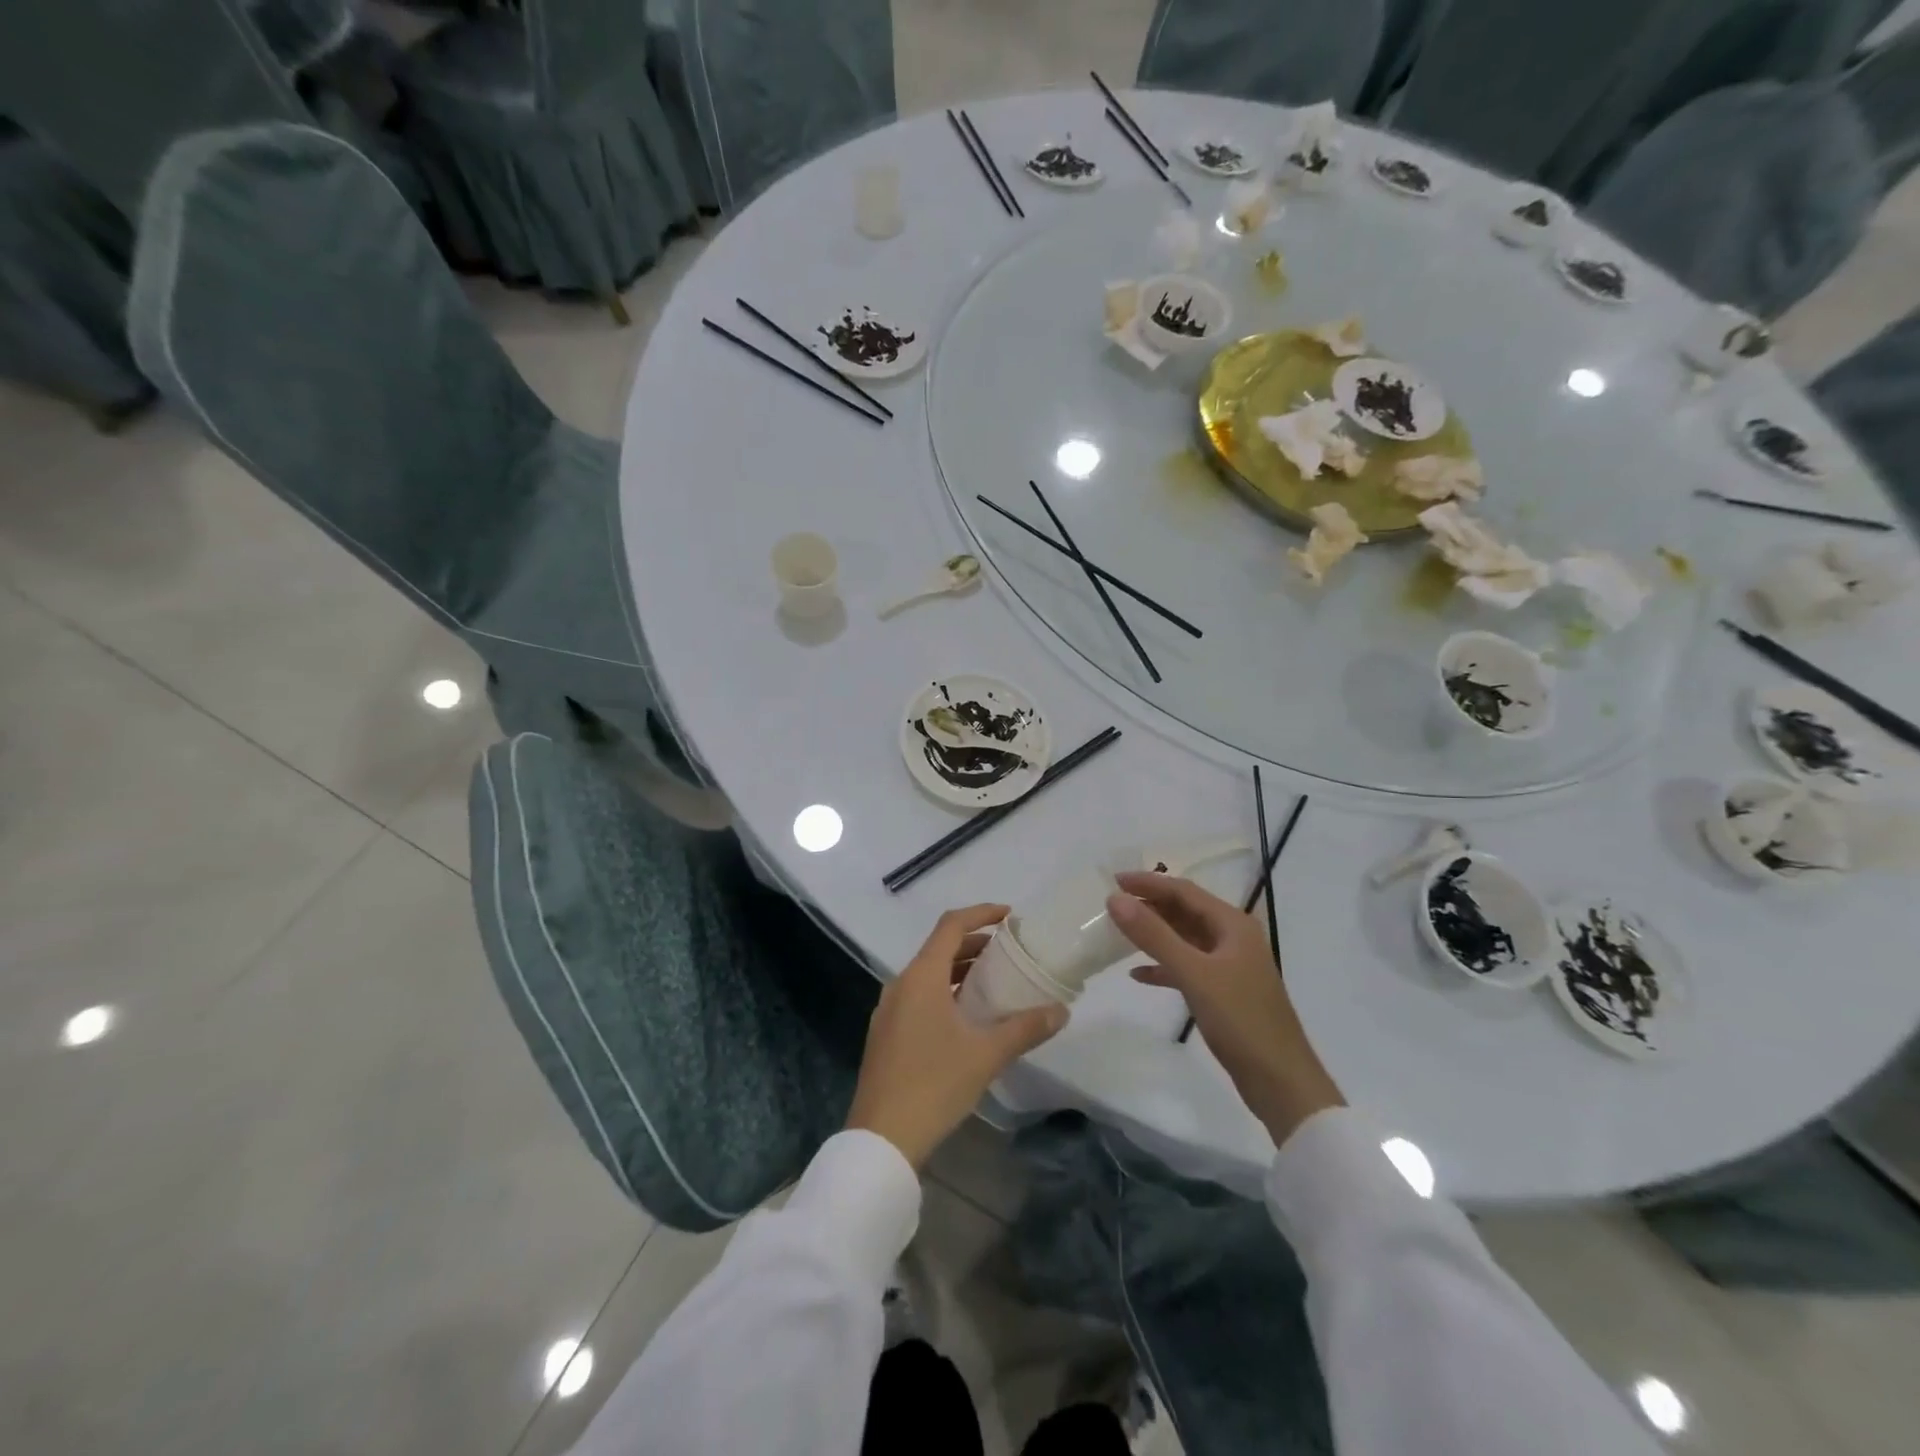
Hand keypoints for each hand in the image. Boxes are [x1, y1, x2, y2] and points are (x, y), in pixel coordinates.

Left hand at [846, 905, 1069, 1170]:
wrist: (882, 1138)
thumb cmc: (934, 1085)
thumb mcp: (986, 1055)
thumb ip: (1025, 1028)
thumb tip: (1061, 1011)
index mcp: (921, 977)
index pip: (951, 925)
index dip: (981, 913)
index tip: (1010, 916)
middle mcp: (901, 984)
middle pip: (940, 948)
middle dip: (975, 944)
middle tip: (1009, 953)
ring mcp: (889, 1010)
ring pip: (929, 974)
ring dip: (960, 971)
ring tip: (994, 983)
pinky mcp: (886, 1034)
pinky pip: (919, 996)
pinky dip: (945, 992)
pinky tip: (967, 1018)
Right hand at [1109, 873, 1343, 1146]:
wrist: (1281, 1082)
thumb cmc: (1240, 1020)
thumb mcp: (1193, 973)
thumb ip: (1154, 935)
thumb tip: (1115, 899)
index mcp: (1233, 925)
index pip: (1184, 891)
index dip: (1148, 883)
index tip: (1113, 880)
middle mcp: (1233, 938)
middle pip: (1185, 911)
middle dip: (1150, 906)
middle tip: (1112, 904)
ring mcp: (1230, 966)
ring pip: (1185, 938)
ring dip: (1154, 934)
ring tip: (1119, 932)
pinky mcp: (1224, 992)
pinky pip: (1187, 967)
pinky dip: (1163, 966)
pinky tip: (1138, 975)